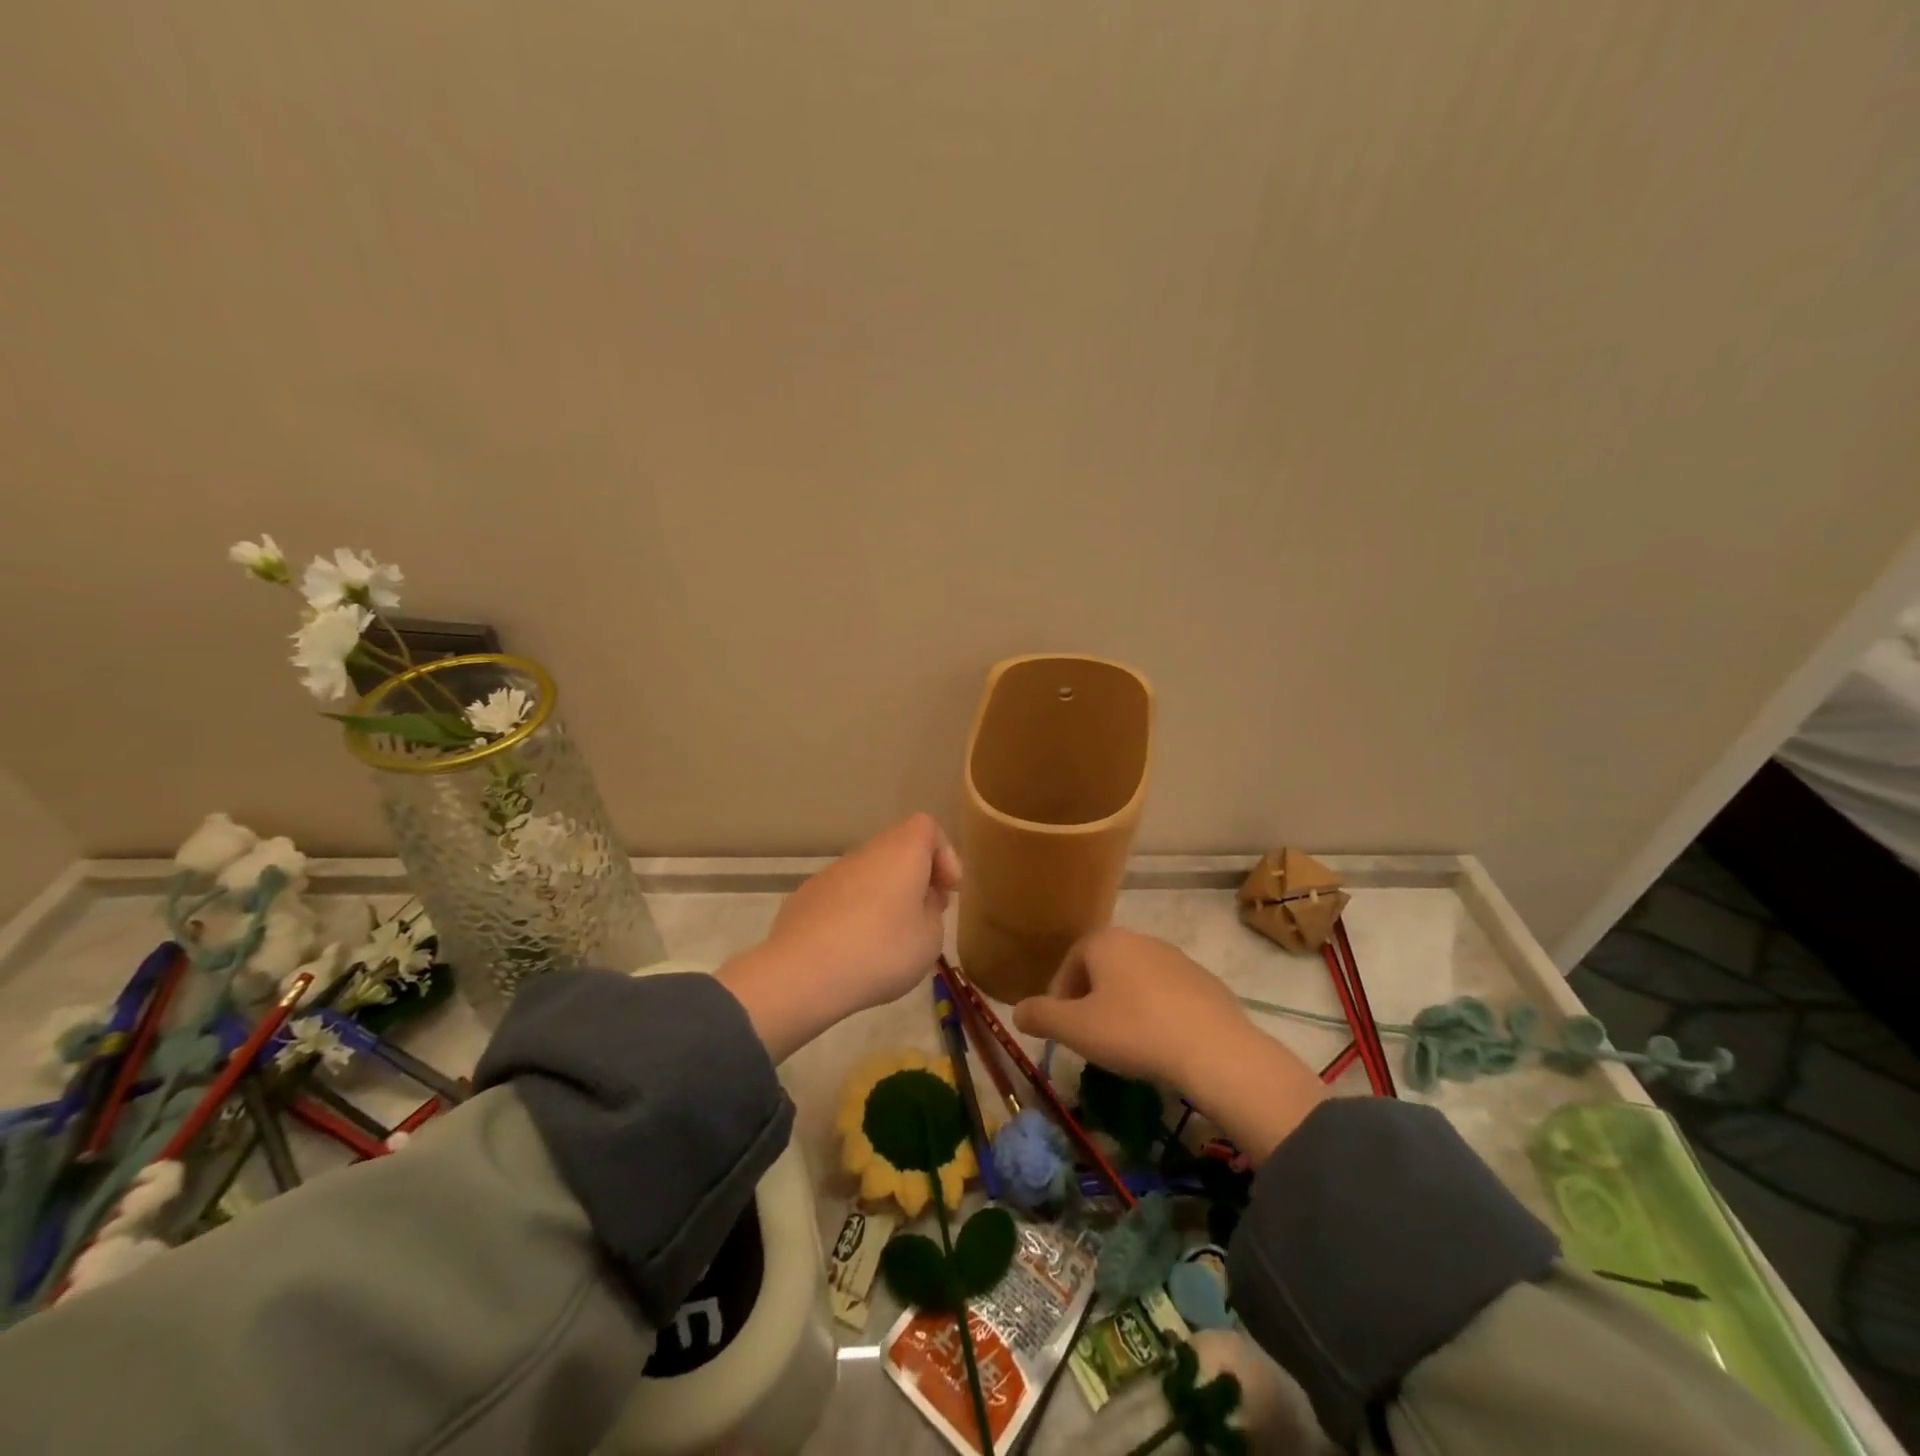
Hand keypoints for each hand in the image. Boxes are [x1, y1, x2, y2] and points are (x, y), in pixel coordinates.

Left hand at [719, 813, 960, 1061]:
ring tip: (888, 939)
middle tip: (923, 916)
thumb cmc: (880, 951)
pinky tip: (852, 949)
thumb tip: (920, 901)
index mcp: (901, 851)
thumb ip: (932, 913)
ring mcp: (830, 873)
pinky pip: (841, 896)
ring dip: (884, 896)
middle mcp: (865, 852)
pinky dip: (854, 912)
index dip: (943, 854)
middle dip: (914, 878)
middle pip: (897, 849)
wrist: (802, 974)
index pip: (928, 827)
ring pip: (868, 873)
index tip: (946, 890)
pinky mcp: (805, 897)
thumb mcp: (930, 940)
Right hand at [1013, 926, 1324, 1161]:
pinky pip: (1167, 994)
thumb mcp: (1075, 1029)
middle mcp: (1140, 939)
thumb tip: (1016, 1011)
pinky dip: (1156, 1012)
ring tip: (1126, 1043)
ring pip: (1135, 979)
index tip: (1063, 1029)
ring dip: (1124, 1005)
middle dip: (1091, 999)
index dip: (1060, 996)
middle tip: (1091, 1037)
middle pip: (1103, 967)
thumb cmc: (1134, 1032)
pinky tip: (1161, 1044)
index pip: (1071, 962)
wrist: (1214, 1050)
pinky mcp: (1204, 980)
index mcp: (1106, 941)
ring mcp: (1176, 957)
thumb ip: (1040, 1016)